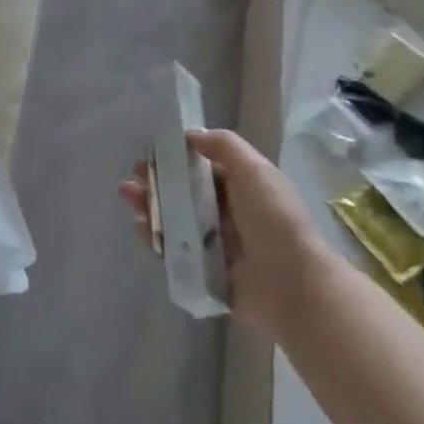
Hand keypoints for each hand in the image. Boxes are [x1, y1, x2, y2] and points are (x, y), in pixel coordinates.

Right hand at [120, 128, 323, 342]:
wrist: (293, 289)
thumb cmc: (274, 221)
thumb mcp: (255, 171)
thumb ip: (223, 146)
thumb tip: (190, 135)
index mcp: (244, 189)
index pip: (205, 168)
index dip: (177, 158)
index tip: (152, 153)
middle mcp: (230, 215)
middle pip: (186, 194)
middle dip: (157, 183)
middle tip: (133, 179)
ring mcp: (217, 246)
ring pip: (176, 220)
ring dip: (151, 206)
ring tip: (130, 198)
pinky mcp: (205, 273)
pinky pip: (174, 251)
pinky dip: (156, 238)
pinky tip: (142, 227)